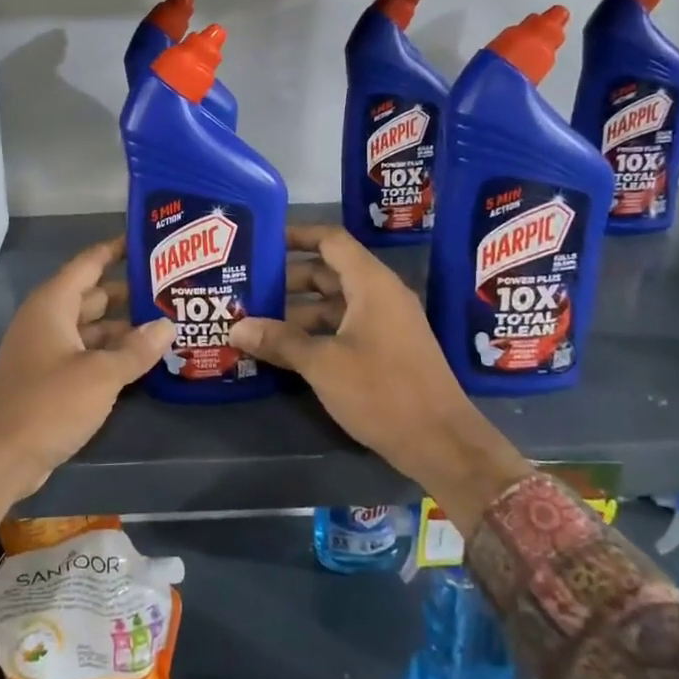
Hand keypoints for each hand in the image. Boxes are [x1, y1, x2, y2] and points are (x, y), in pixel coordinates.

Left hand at [0, 238, 174, 521]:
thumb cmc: (47, 404)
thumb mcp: (100, 375)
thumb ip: (136, 349)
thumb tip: (167, 325)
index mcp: (53, 304)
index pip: (89, 263)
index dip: (116, 249)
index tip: (148, 240)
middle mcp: (48, 320)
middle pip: (94, 295)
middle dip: (129, 292)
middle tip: (172, 289)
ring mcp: (47, 351)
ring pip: (92, 328)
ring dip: (124, 328)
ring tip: (167, 324)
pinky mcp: (49, 379)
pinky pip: (86, 355)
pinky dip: (111, 354)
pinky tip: (143, 360)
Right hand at [228, 224, 530, 534]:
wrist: (441, 443)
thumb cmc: (382, 391)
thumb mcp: (323, 364)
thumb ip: (280, 341)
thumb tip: (236, 327)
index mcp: (371, 284)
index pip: (330, 240)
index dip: (296, 235)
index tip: (261, 241)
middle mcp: (381, 295)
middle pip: (328, 272)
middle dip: (288, 279)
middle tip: (248, 287)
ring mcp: (386, 323)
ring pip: (334, 304)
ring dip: (298, 311)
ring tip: (257, 322)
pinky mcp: (387, 350)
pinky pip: (344, 327)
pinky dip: (316, 332)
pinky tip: (285, 350)